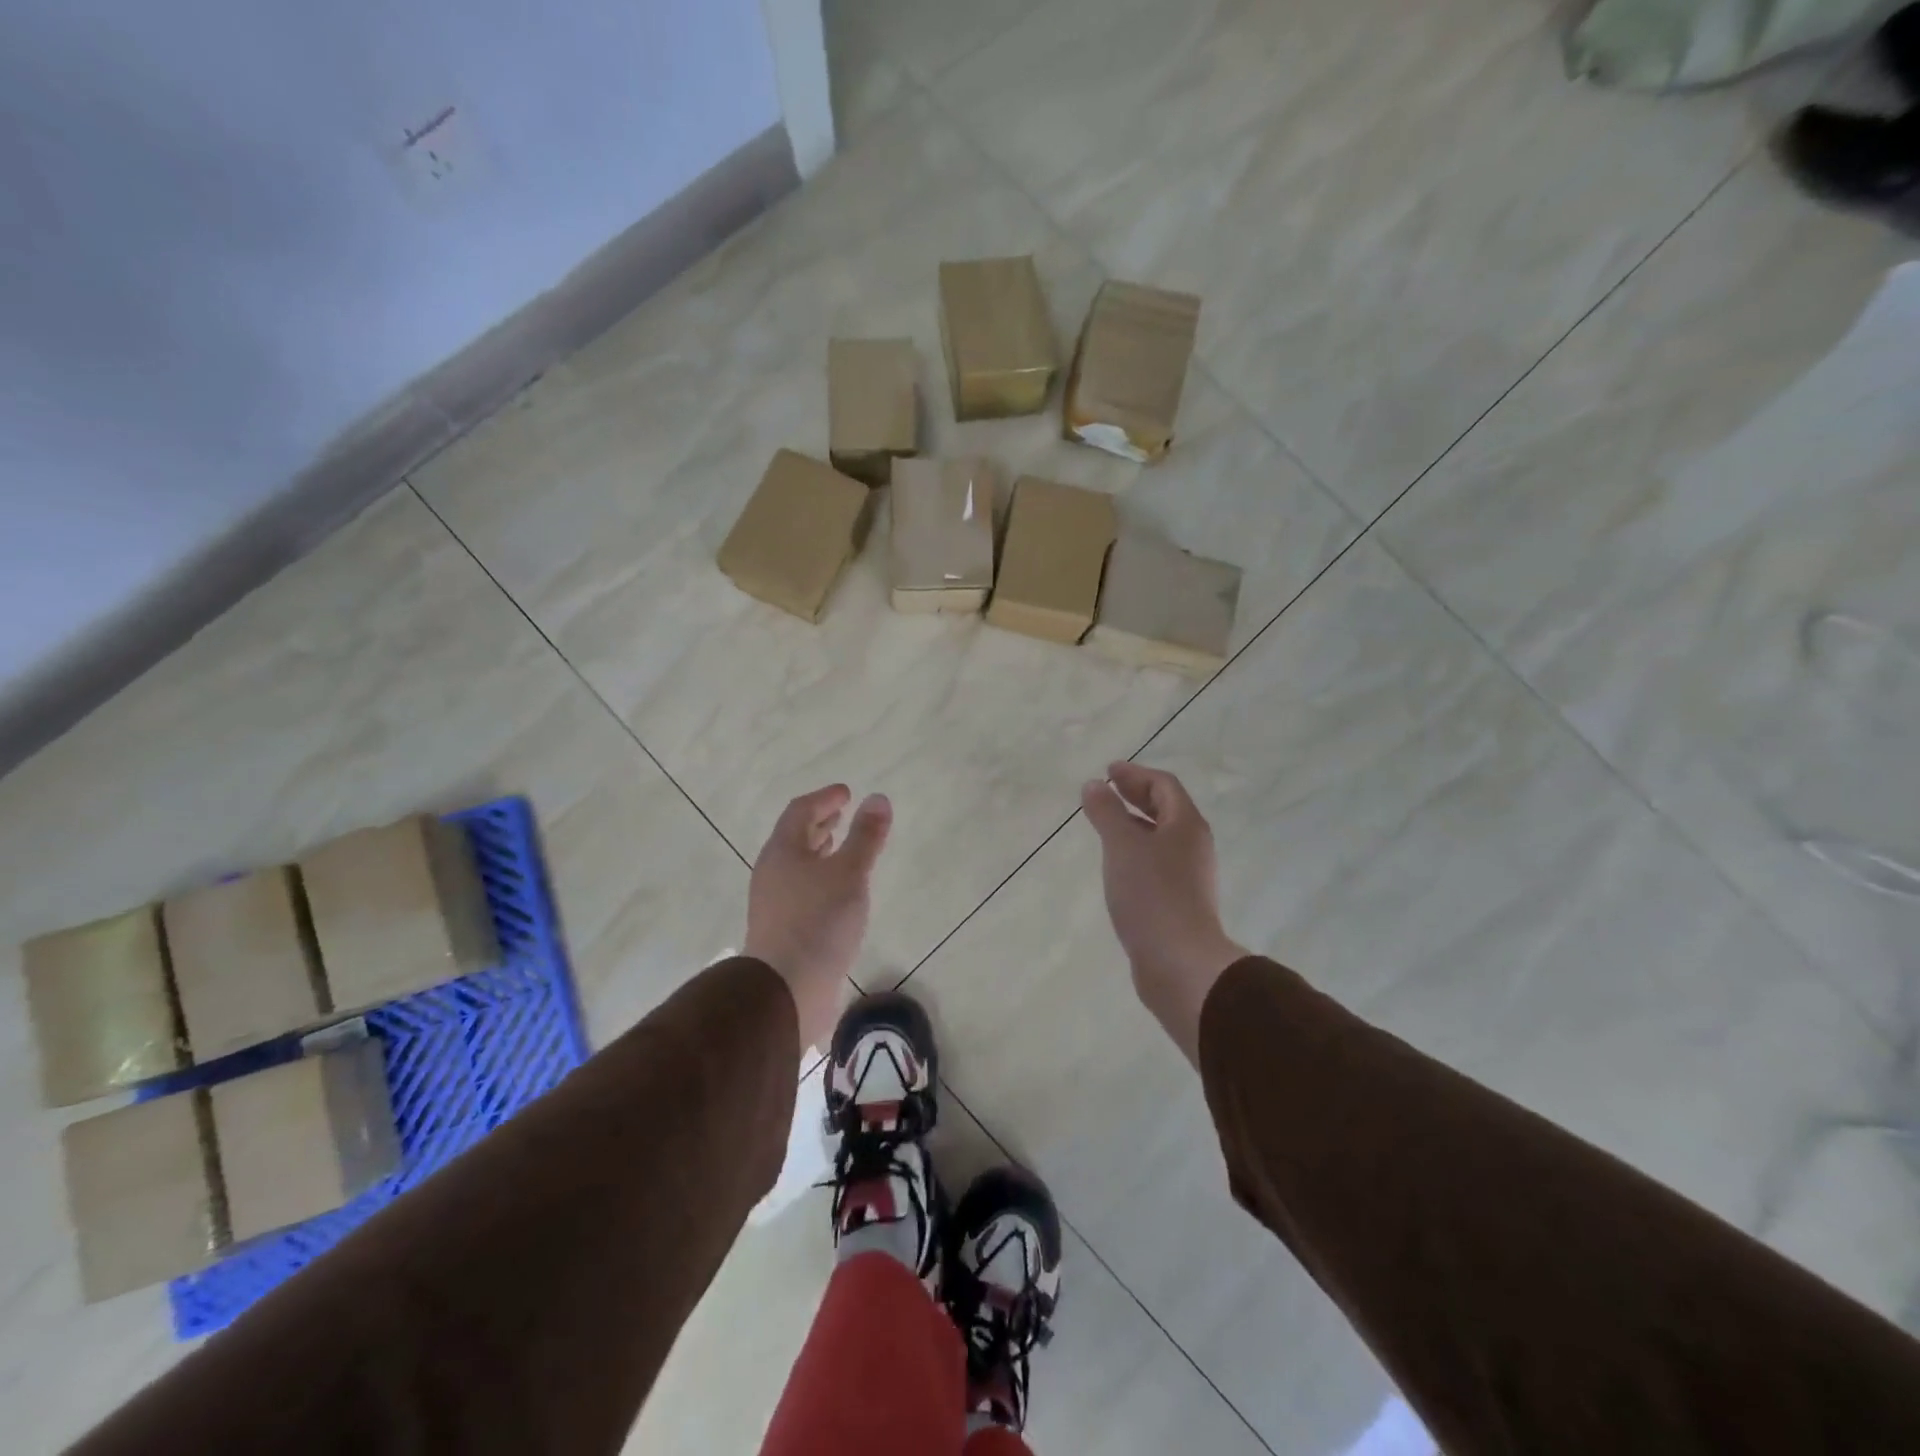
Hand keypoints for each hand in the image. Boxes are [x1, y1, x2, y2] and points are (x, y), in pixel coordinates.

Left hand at [745, 785, 892, 1052]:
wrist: (786, 991)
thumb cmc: (818, 922)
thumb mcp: (849, 873)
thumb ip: (865, 837)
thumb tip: (878, 799)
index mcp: (783, 851)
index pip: (801, 811)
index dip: (825, 798)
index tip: (847, 793)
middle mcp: (773, 872)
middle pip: (795, 837)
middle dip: (820, 823)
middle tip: (843, 815)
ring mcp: (775, 903)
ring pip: (798, 866)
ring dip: (820, 851)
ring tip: (842, 848)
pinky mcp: (783, 930)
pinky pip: (802, 890)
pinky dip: (821, 878)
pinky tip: (839, 893)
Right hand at [1081, 762, 1247, 1064]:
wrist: (1179, 963)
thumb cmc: (1151, 894)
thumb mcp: (1122, 845)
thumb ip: (1106, 812)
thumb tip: (1094, 785)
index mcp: (1186, 825)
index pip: (1164, 785)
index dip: (1135, 774)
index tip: (1108, 770)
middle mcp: (1193, 846)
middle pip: (1166, 810)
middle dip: (1136, 796)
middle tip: (1107, 790)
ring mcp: (1189, 876)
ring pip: (1161, 838)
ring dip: (1135, 824)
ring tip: (1106, 825)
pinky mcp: (1179, 902)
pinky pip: (1156, 864)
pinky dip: (1136, 852)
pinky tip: (1117, 865)